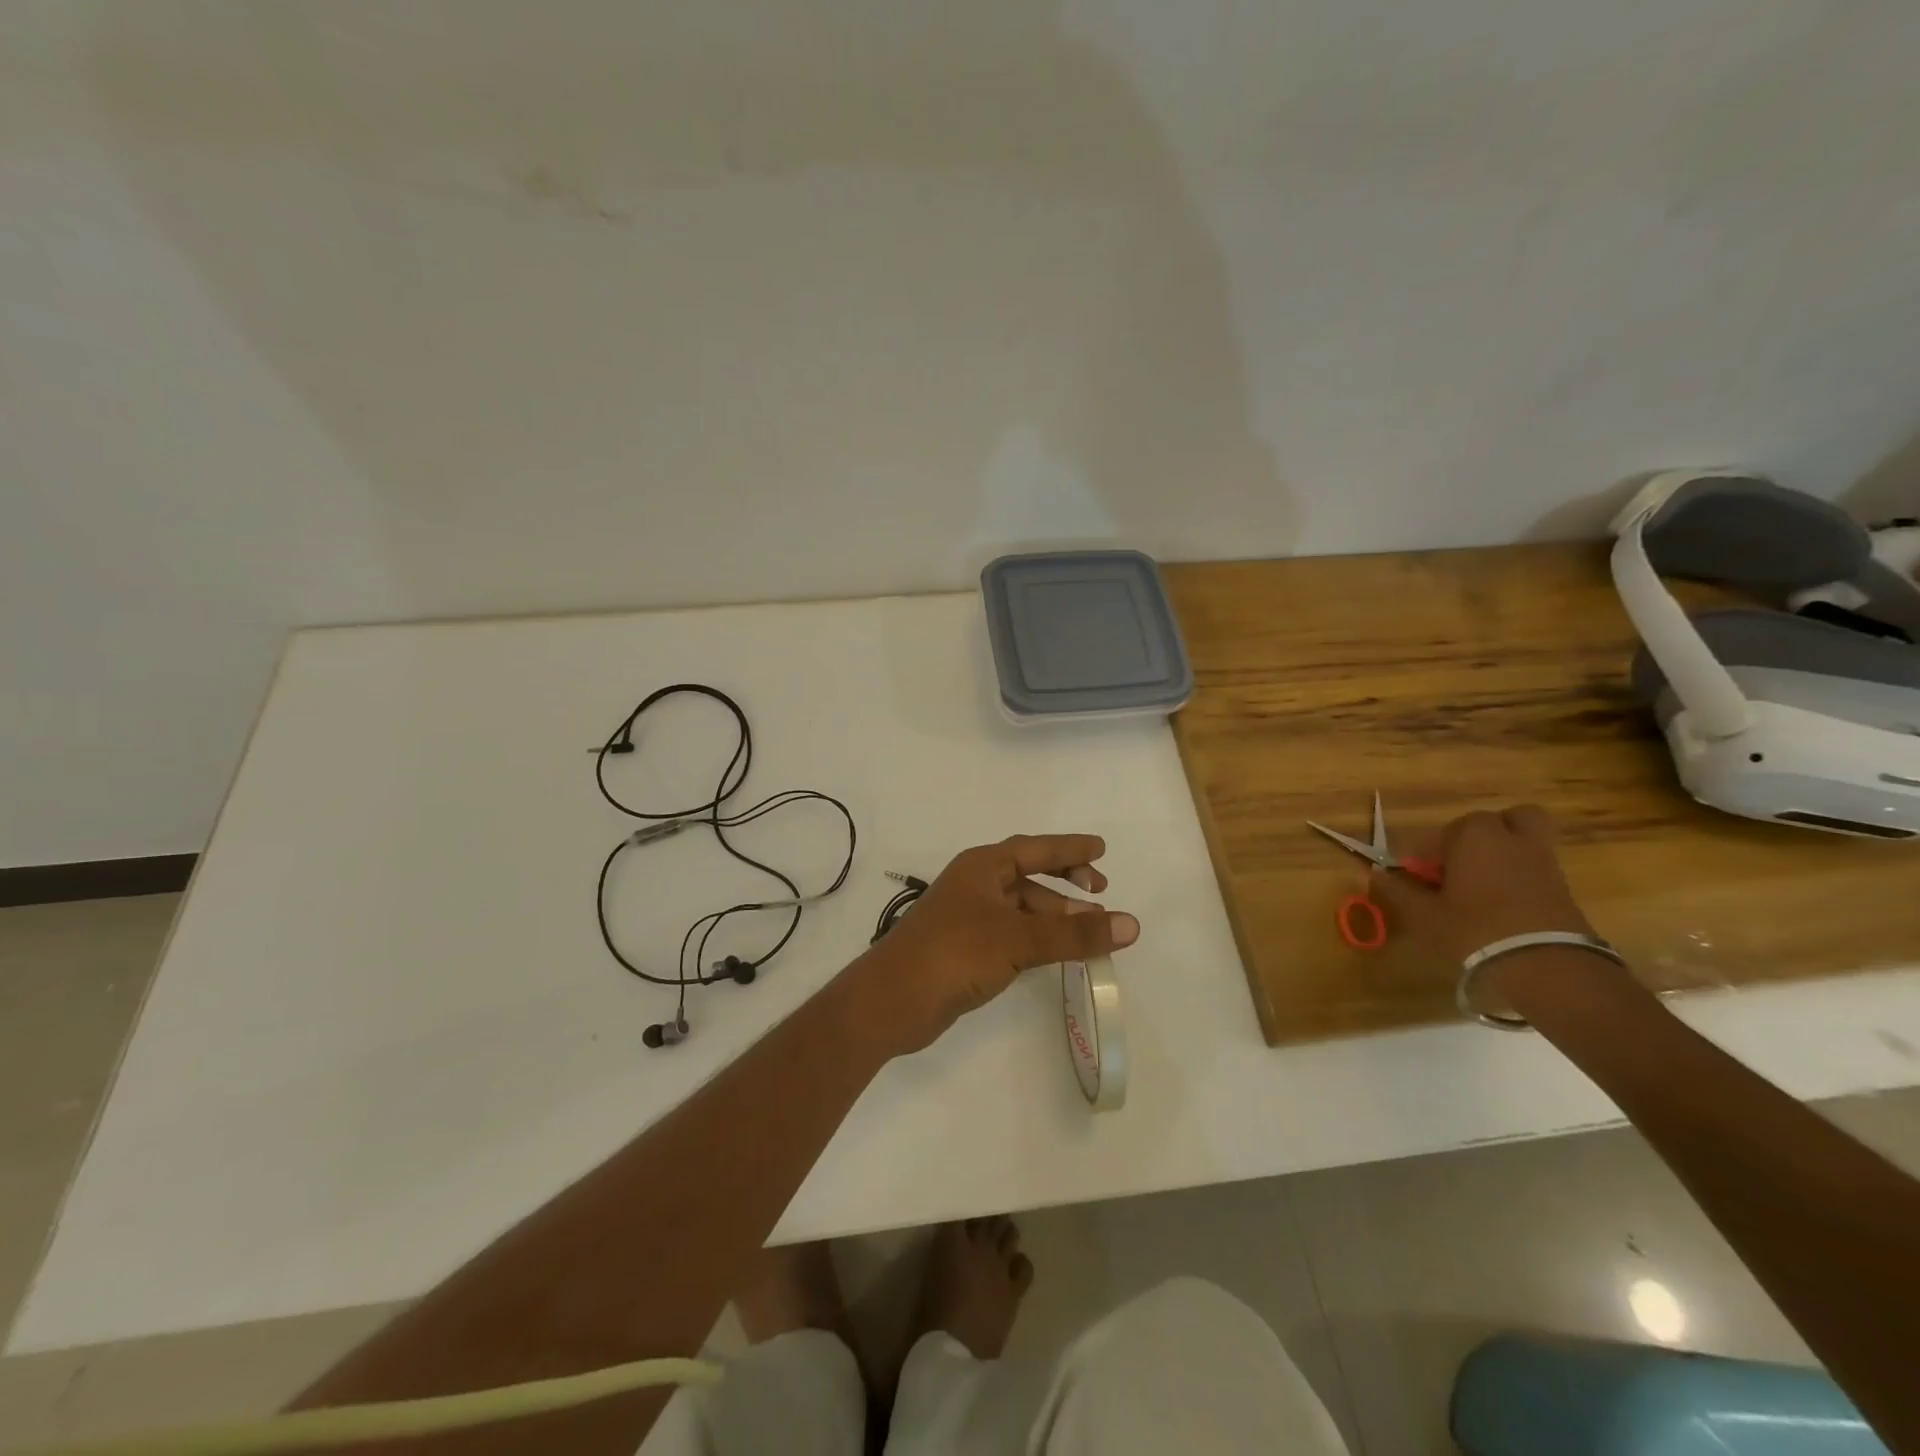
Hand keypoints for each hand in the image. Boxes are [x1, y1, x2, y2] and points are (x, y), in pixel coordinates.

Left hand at [853, 834, 1139, 1056]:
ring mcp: (967, 917)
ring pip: (1021, 907)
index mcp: (982, 866)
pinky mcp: (964, 948)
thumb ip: (1075, 934)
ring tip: (1089, 931)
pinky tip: (1054, 953)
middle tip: (1099, 892)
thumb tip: (1133, 924)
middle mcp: (974, 885)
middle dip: (1064, 882)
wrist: (892, 1000)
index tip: (1102, 849)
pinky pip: (1011, 933)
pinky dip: (1037, 937)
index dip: (1069, 848)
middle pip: (1028, 875)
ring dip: (1054, 915)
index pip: (1035, 848)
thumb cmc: (954, 953)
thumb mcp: (1019, 939)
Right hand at [1367, 805, 1596, 967]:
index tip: (1412, 874)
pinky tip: (1501, 902)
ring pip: (1524, 840)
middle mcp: (1511, 839)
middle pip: (1498, 821)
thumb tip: (1376, 874)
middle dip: (1477, 835)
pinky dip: (1519, 875)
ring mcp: (1544, 861)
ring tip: (1480, 882)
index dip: (1422, 853)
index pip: (1439, 833)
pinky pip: (1536, 867)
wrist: (1547, 968)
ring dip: (1502, 852)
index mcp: (1474, 836)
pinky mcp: (1565, 889)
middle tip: (1457, 862)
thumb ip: (1397, 891)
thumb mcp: (1423, 915)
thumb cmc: (1473, 930)